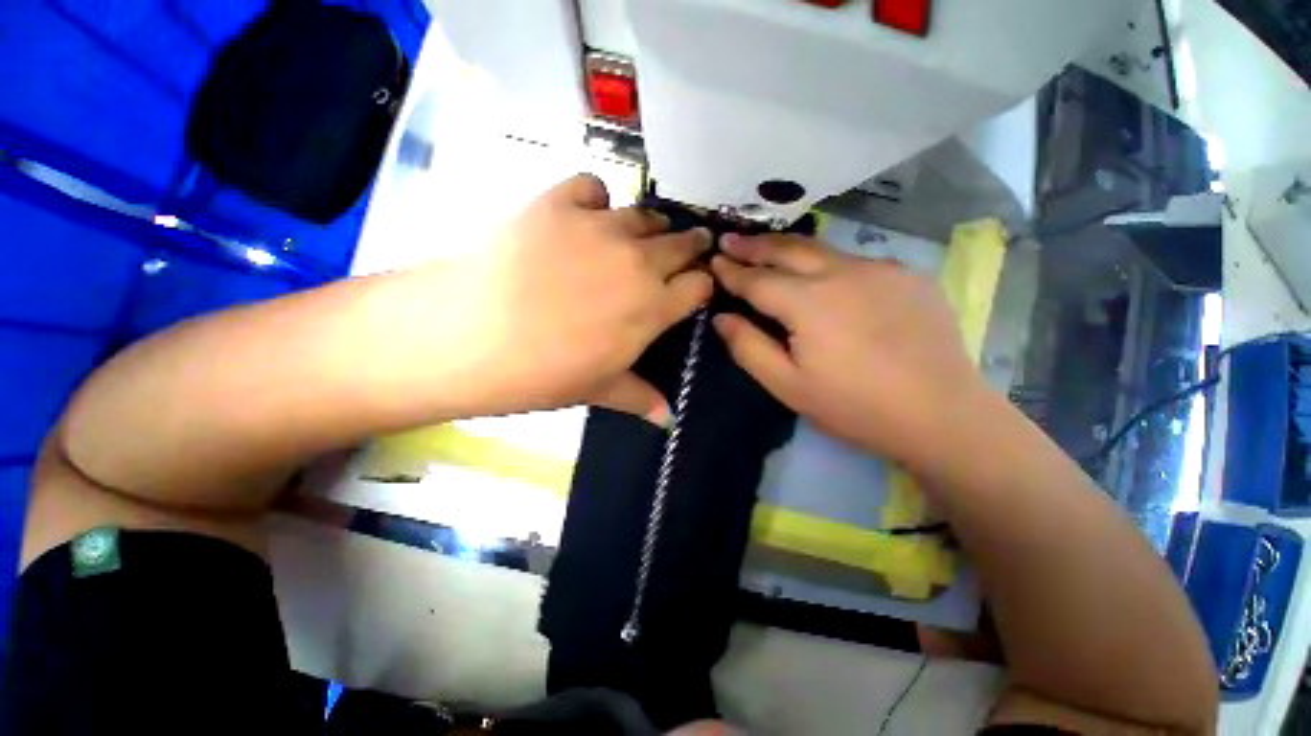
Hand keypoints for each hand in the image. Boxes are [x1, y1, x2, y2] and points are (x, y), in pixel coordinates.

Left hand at [433, 174, 712, 423]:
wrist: (471, 336)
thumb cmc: (543, 374)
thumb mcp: (598, 390)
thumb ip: (641, 398)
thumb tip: (669, 419)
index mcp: (653, 307)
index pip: (699, 285)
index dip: (701, 285)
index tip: (695, 287)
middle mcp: (638, 261)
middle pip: (682, 244)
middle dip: (691, 247)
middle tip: (689, 247)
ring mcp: (599, 227)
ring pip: (645, 215)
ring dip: (651, 226)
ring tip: (641, 235)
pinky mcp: (559, 202)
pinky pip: (593, 187)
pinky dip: (596, 199)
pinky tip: (585, 215)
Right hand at [710, 233, 983, 466]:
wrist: (941, 414)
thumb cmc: (854, 406)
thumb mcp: (787, 386)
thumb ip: (748, 347)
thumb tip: (721, 317)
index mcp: (809, 303)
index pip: (758, 279)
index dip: (732, 270)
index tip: (714, 259)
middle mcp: (843, 273)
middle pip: (789, 249)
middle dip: (755, 244)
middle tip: (732, 239)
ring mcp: (880, 269)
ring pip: (823, 250)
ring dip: (789, 248)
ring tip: (768, 249)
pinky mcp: (908, 275)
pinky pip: (856, 262)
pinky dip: (828, 263)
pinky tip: (824, 276)